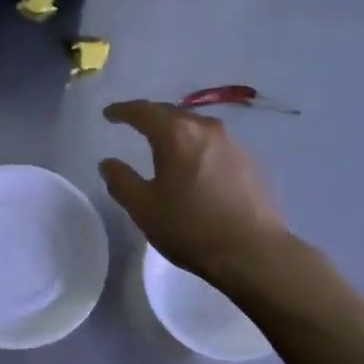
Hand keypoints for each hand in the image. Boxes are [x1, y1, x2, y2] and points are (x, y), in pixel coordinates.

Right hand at [99, 101, 288, 283]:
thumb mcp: (144, 208)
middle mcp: (206, 128)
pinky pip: (214, 143)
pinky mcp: (250, 161)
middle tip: (133, 124)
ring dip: (176, 131)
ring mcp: (232, 143)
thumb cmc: (191, 228)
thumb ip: (121, 181)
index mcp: (176, 134)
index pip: (143, 111)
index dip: (122, 110)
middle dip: (150, 117)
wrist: (254, 252)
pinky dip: (197, 146)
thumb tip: (108, 163)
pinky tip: (194, 165)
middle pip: (171, 113)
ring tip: (164, 144)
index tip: (109, 114)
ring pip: (196, 127)